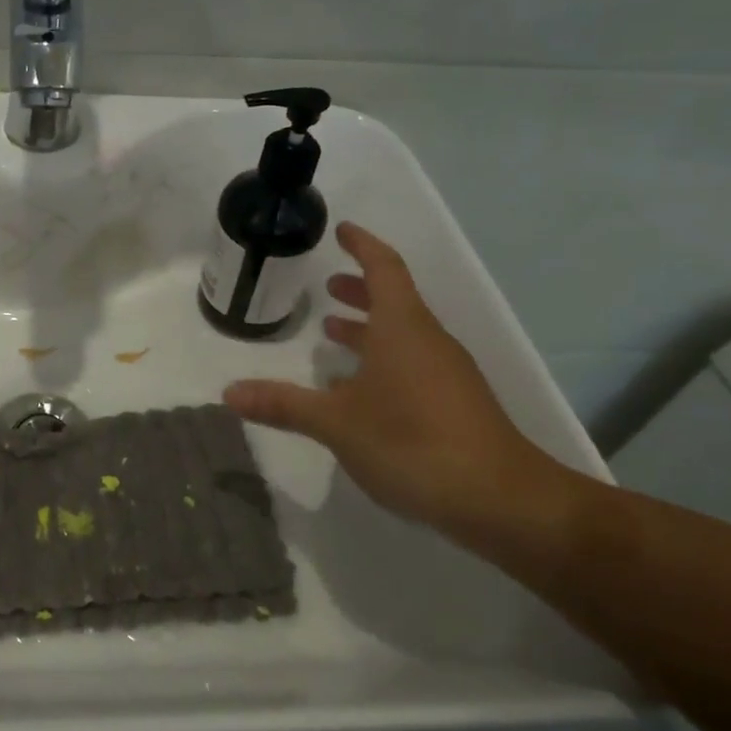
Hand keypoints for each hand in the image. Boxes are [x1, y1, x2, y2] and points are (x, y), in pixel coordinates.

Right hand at [223, 222, 558, 531]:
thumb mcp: (337, 423)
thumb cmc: (412, 442)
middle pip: (394, 299)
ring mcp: (446, 372)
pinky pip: (412, 362)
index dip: (362, 245)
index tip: (342, 230)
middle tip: (327, 286)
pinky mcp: (454, 402)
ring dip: (368, 326)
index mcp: (402, 328)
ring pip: (403, 333)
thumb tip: (229, 392)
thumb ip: (283, 404)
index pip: (383, 268)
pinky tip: (359, 389)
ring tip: (333, 331)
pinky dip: (382, 358)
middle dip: (359, 289)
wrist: (501, 501)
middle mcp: (427, 340)